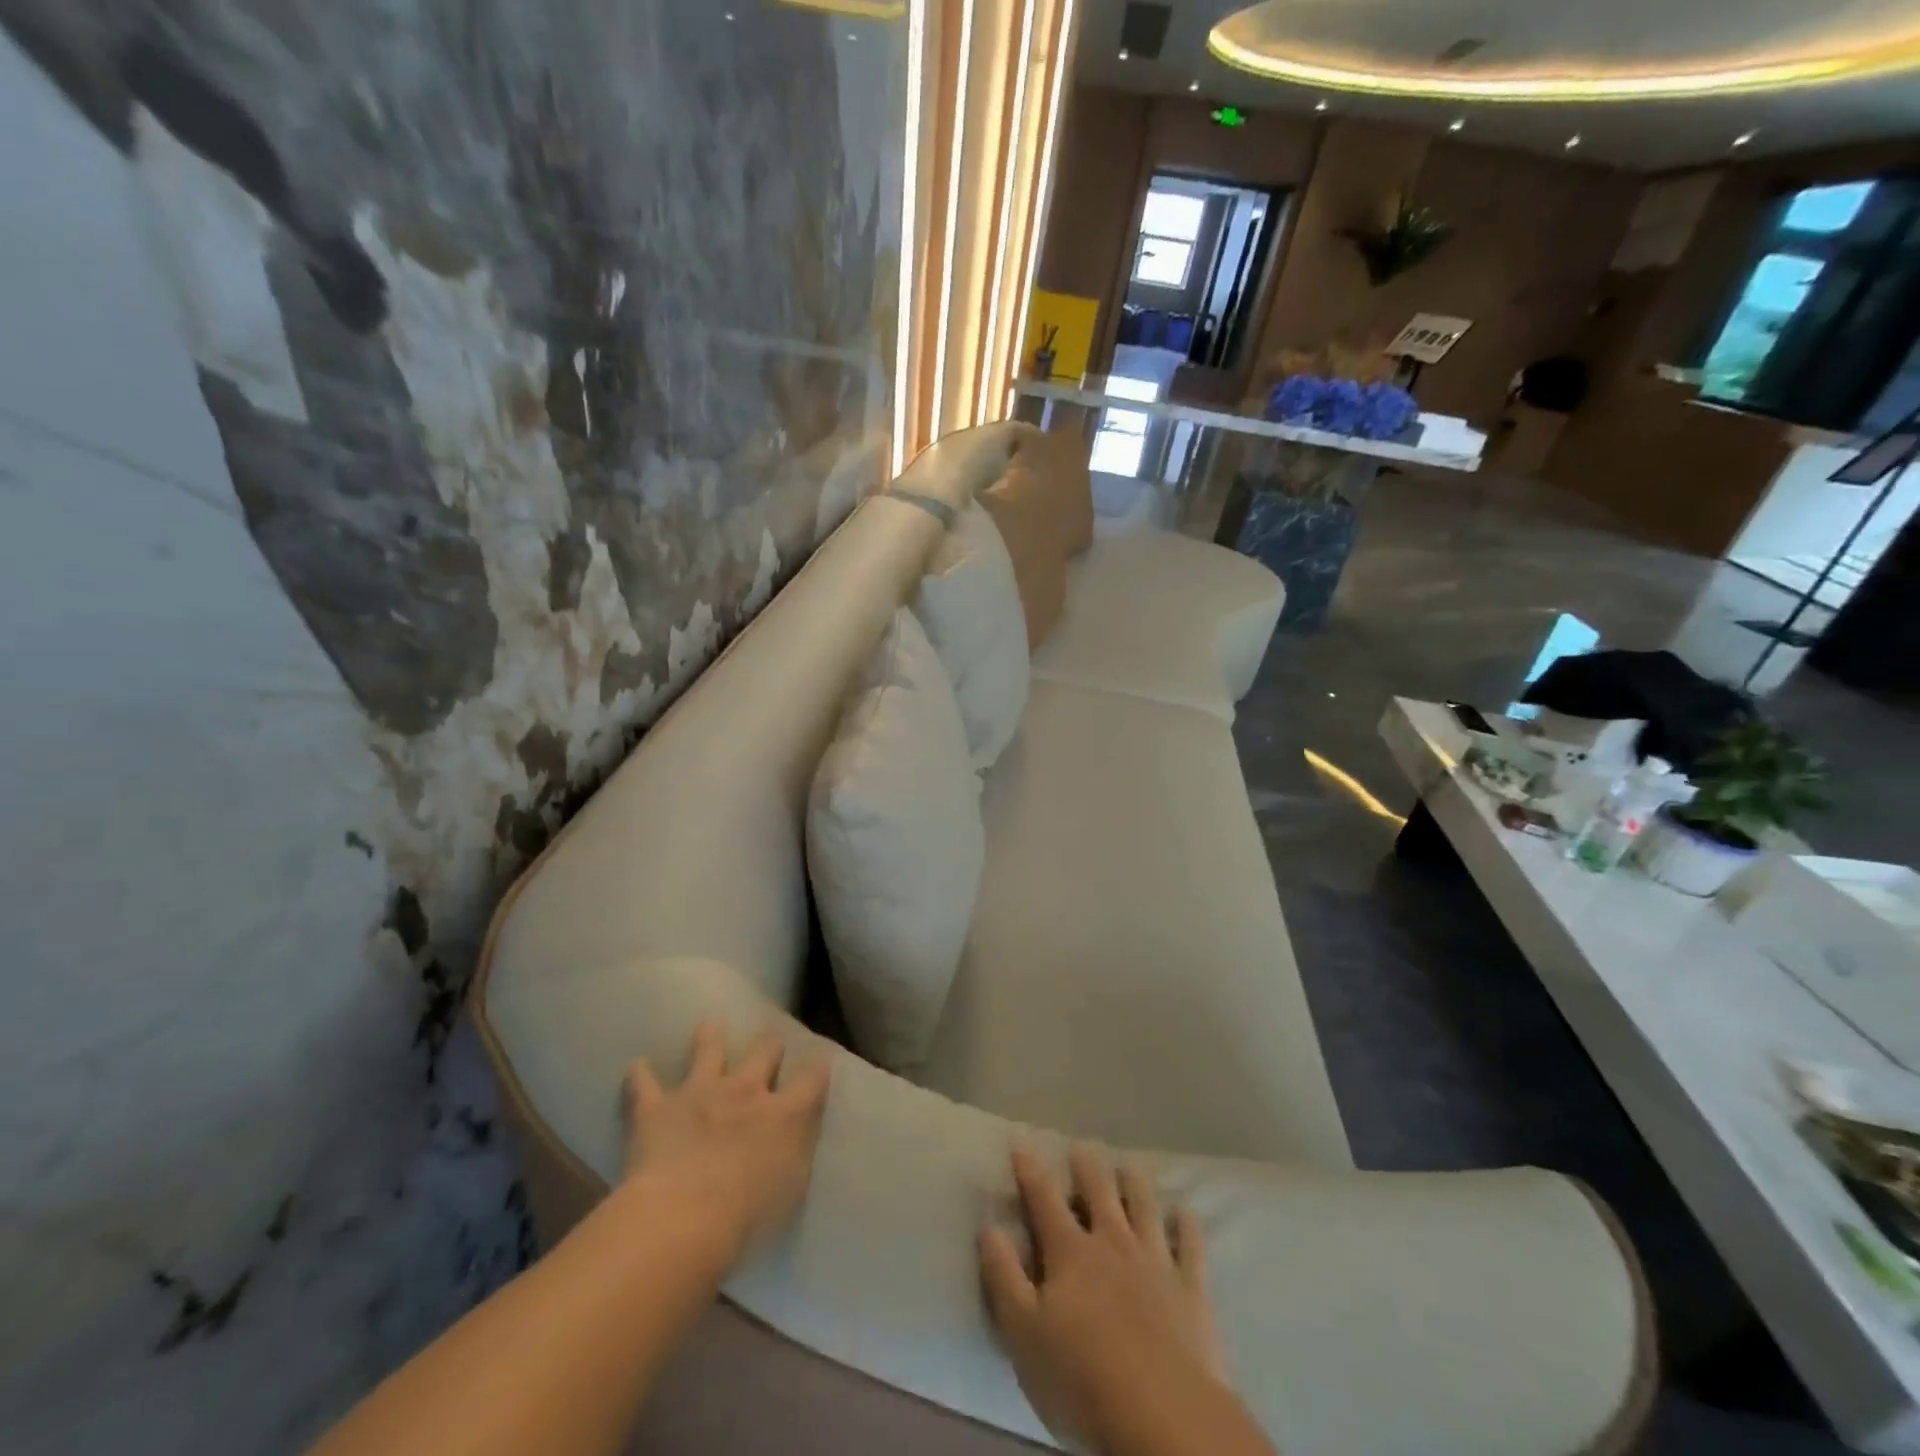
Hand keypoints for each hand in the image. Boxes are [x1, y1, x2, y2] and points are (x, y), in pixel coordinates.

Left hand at [624, 1022, 831, 1265]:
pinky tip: (637, 1066)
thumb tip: (795, 1145)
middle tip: (771, 1041)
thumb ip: (793, 1159)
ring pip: (707, 1052)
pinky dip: (640, 1075)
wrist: (681, 1218)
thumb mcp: (788, 1191)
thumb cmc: (746, 1220)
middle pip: (764, 1054)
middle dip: (770, 1046)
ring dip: (709, 1039)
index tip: (823, 1060)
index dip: (819, 1069)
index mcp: (783, 1115)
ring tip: (708, 1027)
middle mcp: (745, 1092)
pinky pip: (644, 1084)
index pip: (812, 1081)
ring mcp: (700, 1093)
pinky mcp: (657, 1108)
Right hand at [981, 1144, 1266, 1455]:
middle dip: (1088, 1167)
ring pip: (1144, 1208)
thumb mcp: (1023, 1332)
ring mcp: (1155, 1261)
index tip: (1021, 1140)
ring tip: (1130, 1164)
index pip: (1044, 1199)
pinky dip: (1188, 1226)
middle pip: (1099, 1193)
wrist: (1162, 1413)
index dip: (1030, 1169)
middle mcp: (1112, 1243)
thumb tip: (989, 1227)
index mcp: (1070, 1252)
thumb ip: (1004, 1276)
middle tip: (1083, 1145)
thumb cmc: (1081, 1376)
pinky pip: (1191, 1247)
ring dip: (1136, 1184)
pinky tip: (1186, 1212)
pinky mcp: (1190, 1289)